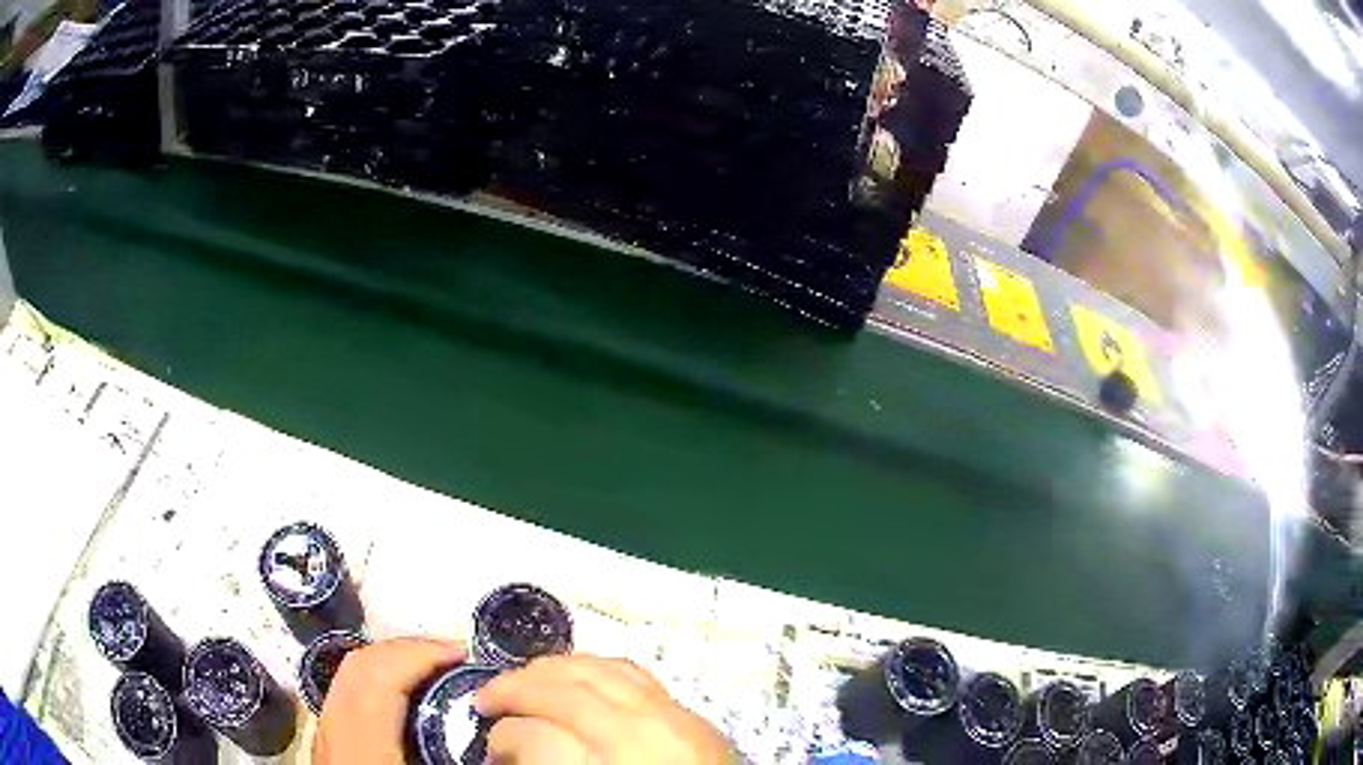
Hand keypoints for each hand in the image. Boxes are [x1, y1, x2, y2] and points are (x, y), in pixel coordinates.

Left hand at [313, 637, 465, 764]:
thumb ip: (470, 760)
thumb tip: (513, 738)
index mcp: (362, 747)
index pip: (379, 678)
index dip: (421, 655)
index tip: (466, 655)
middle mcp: (334, 731)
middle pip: (358, 667)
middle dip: (407, 651)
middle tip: (454, 658)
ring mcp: (325, 737)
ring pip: (348, 679)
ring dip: (391, 665)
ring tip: (434, 674)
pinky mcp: (329, 747)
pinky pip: (347, 697)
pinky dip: (378, 685)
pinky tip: (406, 705)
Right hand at [477, 655, 737, 763]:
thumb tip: (508, 752)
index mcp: (612, 764)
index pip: (534, 736)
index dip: (503, 738)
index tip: (488, 744)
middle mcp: (643, 732)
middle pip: (565, 687)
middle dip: (515, 686)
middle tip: (487, 699)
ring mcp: (675, 718)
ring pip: (601, 669)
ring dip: (555, 669)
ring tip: (526, 680)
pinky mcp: (696, 717)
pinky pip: (638, 675)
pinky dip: (599, 670)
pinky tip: (580, 679)